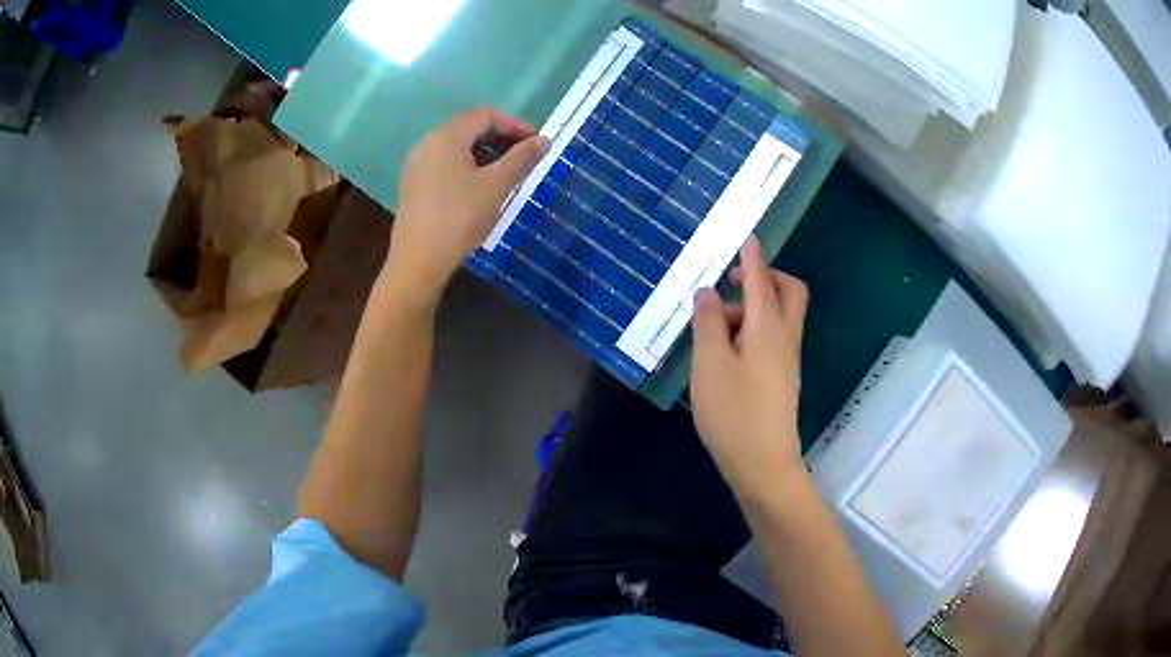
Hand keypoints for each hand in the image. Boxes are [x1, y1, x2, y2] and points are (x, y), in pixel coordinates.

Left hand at [385, 108, 548, 302]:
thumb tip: (543, 140)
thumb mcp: (497, 186)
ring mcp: (417, 165)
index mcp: (447, 137)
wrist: (418, 261)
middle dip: (500, 138)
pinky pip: (445, 164)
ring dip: (485, 153)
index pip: (485, 115)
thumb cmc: (459, 218)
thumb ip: (522, 159)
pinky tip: (479, 189)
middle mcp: (428, 143)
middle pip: (469, 128)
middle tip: (525, 158)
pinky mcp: (414, 186)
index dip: (515, 124)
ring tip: (506, 175)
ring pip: (457, 147)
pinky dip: (467, 167)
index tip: (536, 143)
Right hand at [690, 237, 809, 494]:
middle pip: (789, 292)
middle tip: (734, 281)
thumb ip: (709, 323)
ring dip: (755, 306)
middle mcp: (784, 337)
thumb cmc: (733, 412)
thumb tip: (709, 293)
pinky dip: (755, 328)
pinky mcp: (782, 378)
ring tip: (716, 323)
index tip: (746, 237)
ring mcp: (787, 359)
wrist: (763, 463)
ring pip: (781, 316)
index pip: (762, 280)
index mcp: (768, 328)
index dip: (753, 257)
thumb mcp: (710, 364)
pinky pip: (774, 337)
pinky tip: (726, 349)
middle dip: (766, 277)